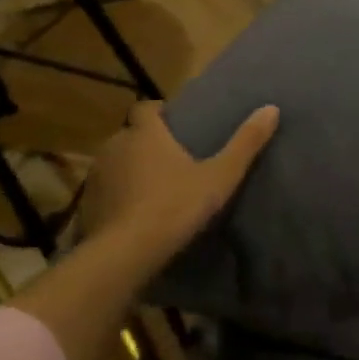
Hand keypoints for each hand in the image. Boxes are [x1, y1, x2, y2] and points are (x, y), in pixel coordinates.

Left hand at [78, 100, 279, 270]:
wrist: (127, 252)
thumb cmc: (176, 205)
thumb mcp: (221, 176)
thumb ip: (245, 143)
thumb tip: (271, 108)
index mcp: (146, 134)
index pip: (147, 108)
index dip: (161, 112)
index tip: (177, 122)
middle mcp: (116, 146)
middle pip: (131, 135)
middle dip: (148, 143)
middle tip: (173, 159)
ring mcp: (97, 175)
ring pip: (116, 163)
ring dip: (131, 169)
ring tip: (155, 187)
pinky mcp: (87, 204)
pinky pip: (106, 191)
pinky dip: (119, 195)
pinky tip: (135, 213)